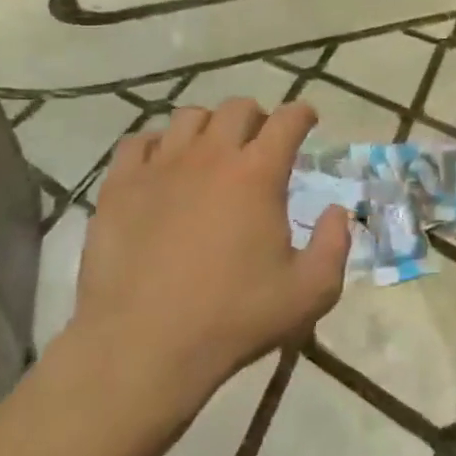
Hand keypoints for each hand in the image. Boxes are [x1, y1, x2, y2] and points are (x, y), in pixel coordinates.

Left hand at [65, 99, 349, 424]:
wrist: (144, 347)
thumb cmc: (234, 318)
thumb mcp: (311, 291)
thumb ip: (335, 245)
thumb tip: (337, 212)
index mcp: (258, 174)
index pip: (288, 120)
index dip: (302, 114)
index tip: (307, 121)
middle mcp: (210, 157)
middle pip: (237, 108)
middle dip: (258, 117)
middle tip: (261, 143)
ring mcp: (159, 168)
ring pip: (188, 117)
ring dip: (209, 127)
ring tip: (212, 152)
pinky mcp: (119, 188)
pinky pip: (138, 143)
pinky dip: (158, 145)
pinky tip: (163, 168)